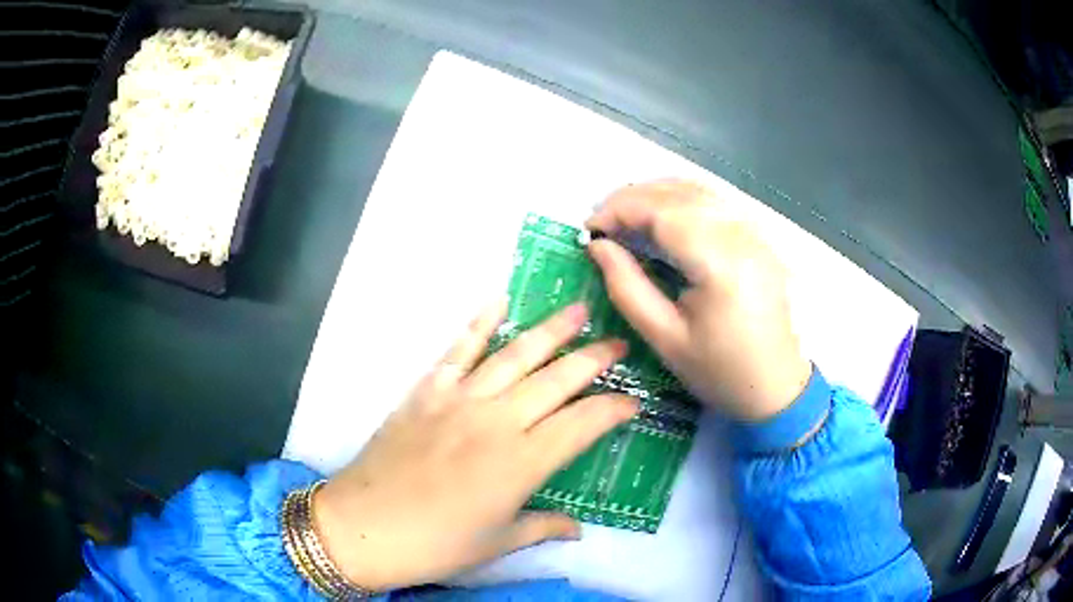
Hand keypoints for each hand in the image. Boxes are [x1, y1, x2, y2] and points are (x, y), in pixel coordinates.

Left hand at [311, 301, 636, 590]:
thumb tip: (579, 529)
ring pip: (515, 356)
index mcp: (522, 463)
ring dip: (550, 331)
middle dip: (594, 360)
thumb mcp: (498, 544)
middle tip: (619, 343)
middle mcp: (497, 422)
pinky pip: (458, 350)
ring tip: (578, 310)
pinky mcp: (426, 392)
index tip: (634, 400)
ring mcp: (459, 401)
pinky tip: (498, 301)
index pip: (583, 424)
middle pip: (557, 381)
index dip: (614, 409)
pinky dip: (479, 324)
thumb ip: (543, 527)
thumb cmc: (436, 545)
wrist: (364, 527)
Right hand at [586, 180, 810, 421]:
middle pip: (679, 193)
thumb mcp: (665, 338)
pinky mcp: (759, 237)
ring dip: (656, 194)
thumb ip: (627, 287)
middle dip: (632, 198)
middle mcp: (741, 235)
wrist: (776, 387)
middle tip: (601, 222)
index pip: (662, 212)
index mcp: (720, 263)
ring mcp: (755, 232)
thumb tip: (597, 246)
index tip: (589, 228)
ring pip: (698, 190)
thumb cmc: (719, 371)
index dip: (620, 210)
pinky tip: (661, 218)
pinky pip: (714, 202)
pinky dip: (680, 200)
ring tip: (624, 217)